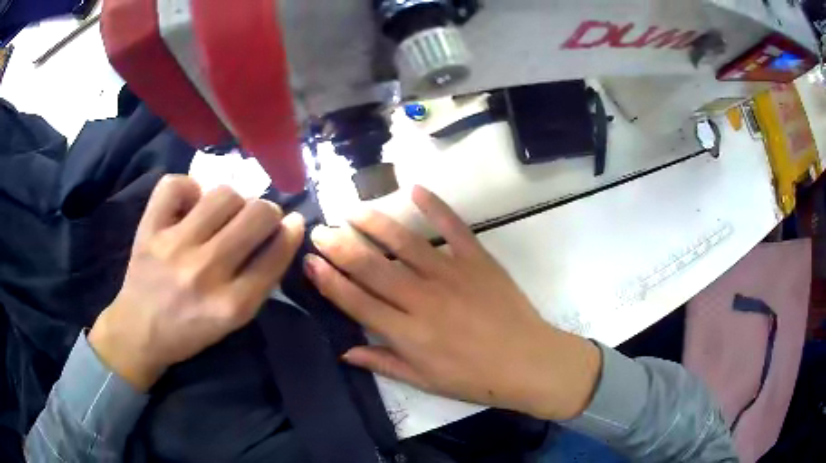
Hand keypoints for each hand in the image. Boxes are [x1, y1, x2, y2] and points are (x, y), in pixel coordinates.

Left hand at [89, 175, 304, 390]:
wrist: (139, 332)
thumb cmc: (190, 330)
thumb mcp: (234, 320)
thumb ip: (261, 280)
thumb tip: (285, 230)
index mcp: (232, 305)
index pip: (276, 253)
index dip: (291, 232)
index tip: (292, 222)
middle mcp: (205, 272)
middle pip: (256, 215)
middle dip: (267, 212)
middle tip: (257, 219)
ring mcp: (174, 246)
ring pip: (223, 194)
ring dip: (231, 201)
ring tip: (221, 215)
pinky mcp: (149, 230)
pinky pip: (176, 185)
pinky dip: (188, 189)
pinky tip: (189, 205)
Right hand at [304, 186, 600, 420]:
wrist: (529, 362)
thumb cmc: (475, 379)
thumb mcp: (425, 381)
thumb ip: (383, 362)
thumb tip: (344, 351)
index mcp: (408, 334)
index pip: (356, 301)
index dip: (328, 280)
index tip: (309, 260)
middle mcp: (423, 300)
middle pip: (372, 267)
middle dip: (340, 246)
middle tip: (319, 229)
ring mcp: (452, 275)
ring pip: (404, 243)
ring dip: (374, 223)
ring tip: (352, 209)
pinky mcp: (478, 260)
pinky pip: (453, 227)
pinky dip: (435, 206)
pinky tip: (414, 188)